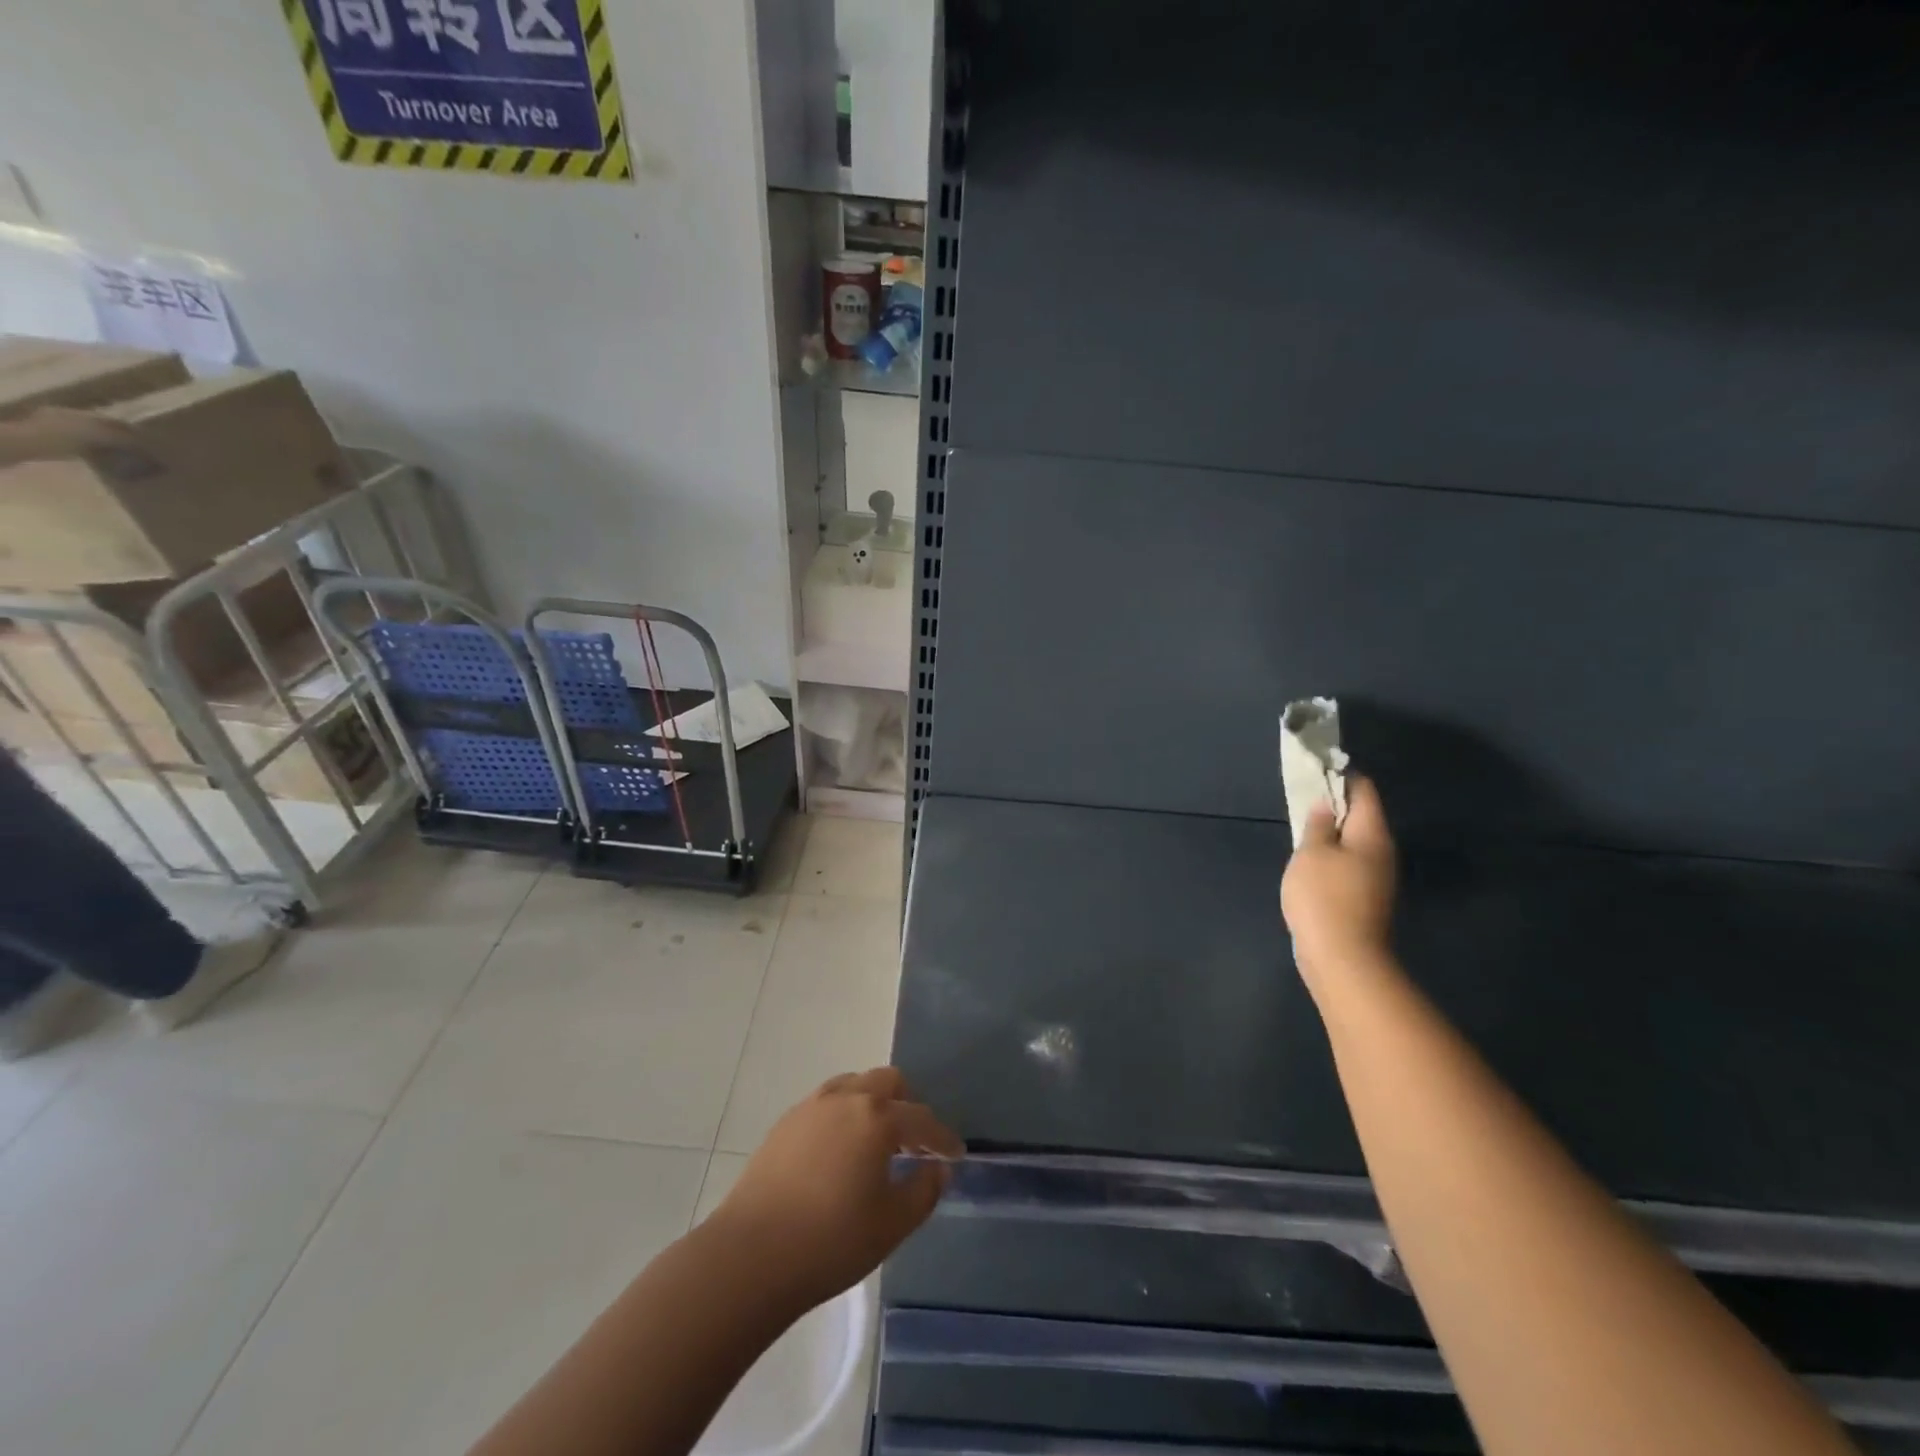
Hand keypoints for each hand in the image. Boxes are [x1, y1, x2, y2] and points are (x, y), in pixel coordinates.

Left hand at [712, 1068, 962, 1311]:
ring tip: (876, 1143)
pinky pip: (827, 1103)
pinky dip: (844, 1115)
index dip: (943, 1138)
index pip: (922, 1119)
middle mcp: (846, 1098)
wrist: (750, 1255)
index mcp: (877, 1118)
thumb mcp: (891, 1225)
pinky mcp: (785, 1122)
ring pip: (854, 1085)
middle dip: (907, 1105)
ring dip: (873, 1104)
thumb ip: (923, 1191)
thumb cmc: (830, 1241)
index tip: (955, 1154)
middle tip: (914, 1142)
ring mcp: (812, 1106)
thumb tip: (938, 1168)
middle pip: (888, 1082)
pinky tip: (840, 1151)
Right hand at [1281, 775, 1397, 986]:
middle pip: (1362, 816)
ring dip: (1332, 833)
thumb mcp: (1311, 853)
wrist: (1343, 959)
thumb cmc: (1324, 897)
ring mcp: (1377, 878)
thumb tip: (1325, 805)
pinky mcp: (1366, 899)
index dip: (1341, 775)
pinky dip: (1332, 857)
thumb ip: (1317, 824)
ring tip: (1302, 830)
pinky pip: (1350, 865)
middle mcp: (1383, 852)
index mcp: (1372, 834)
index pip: (1363, 790)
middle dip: (1335, 805)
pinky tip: (1311, 864)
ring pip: (1355, 843)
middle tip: (1303, 799)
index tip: (1317, 769)